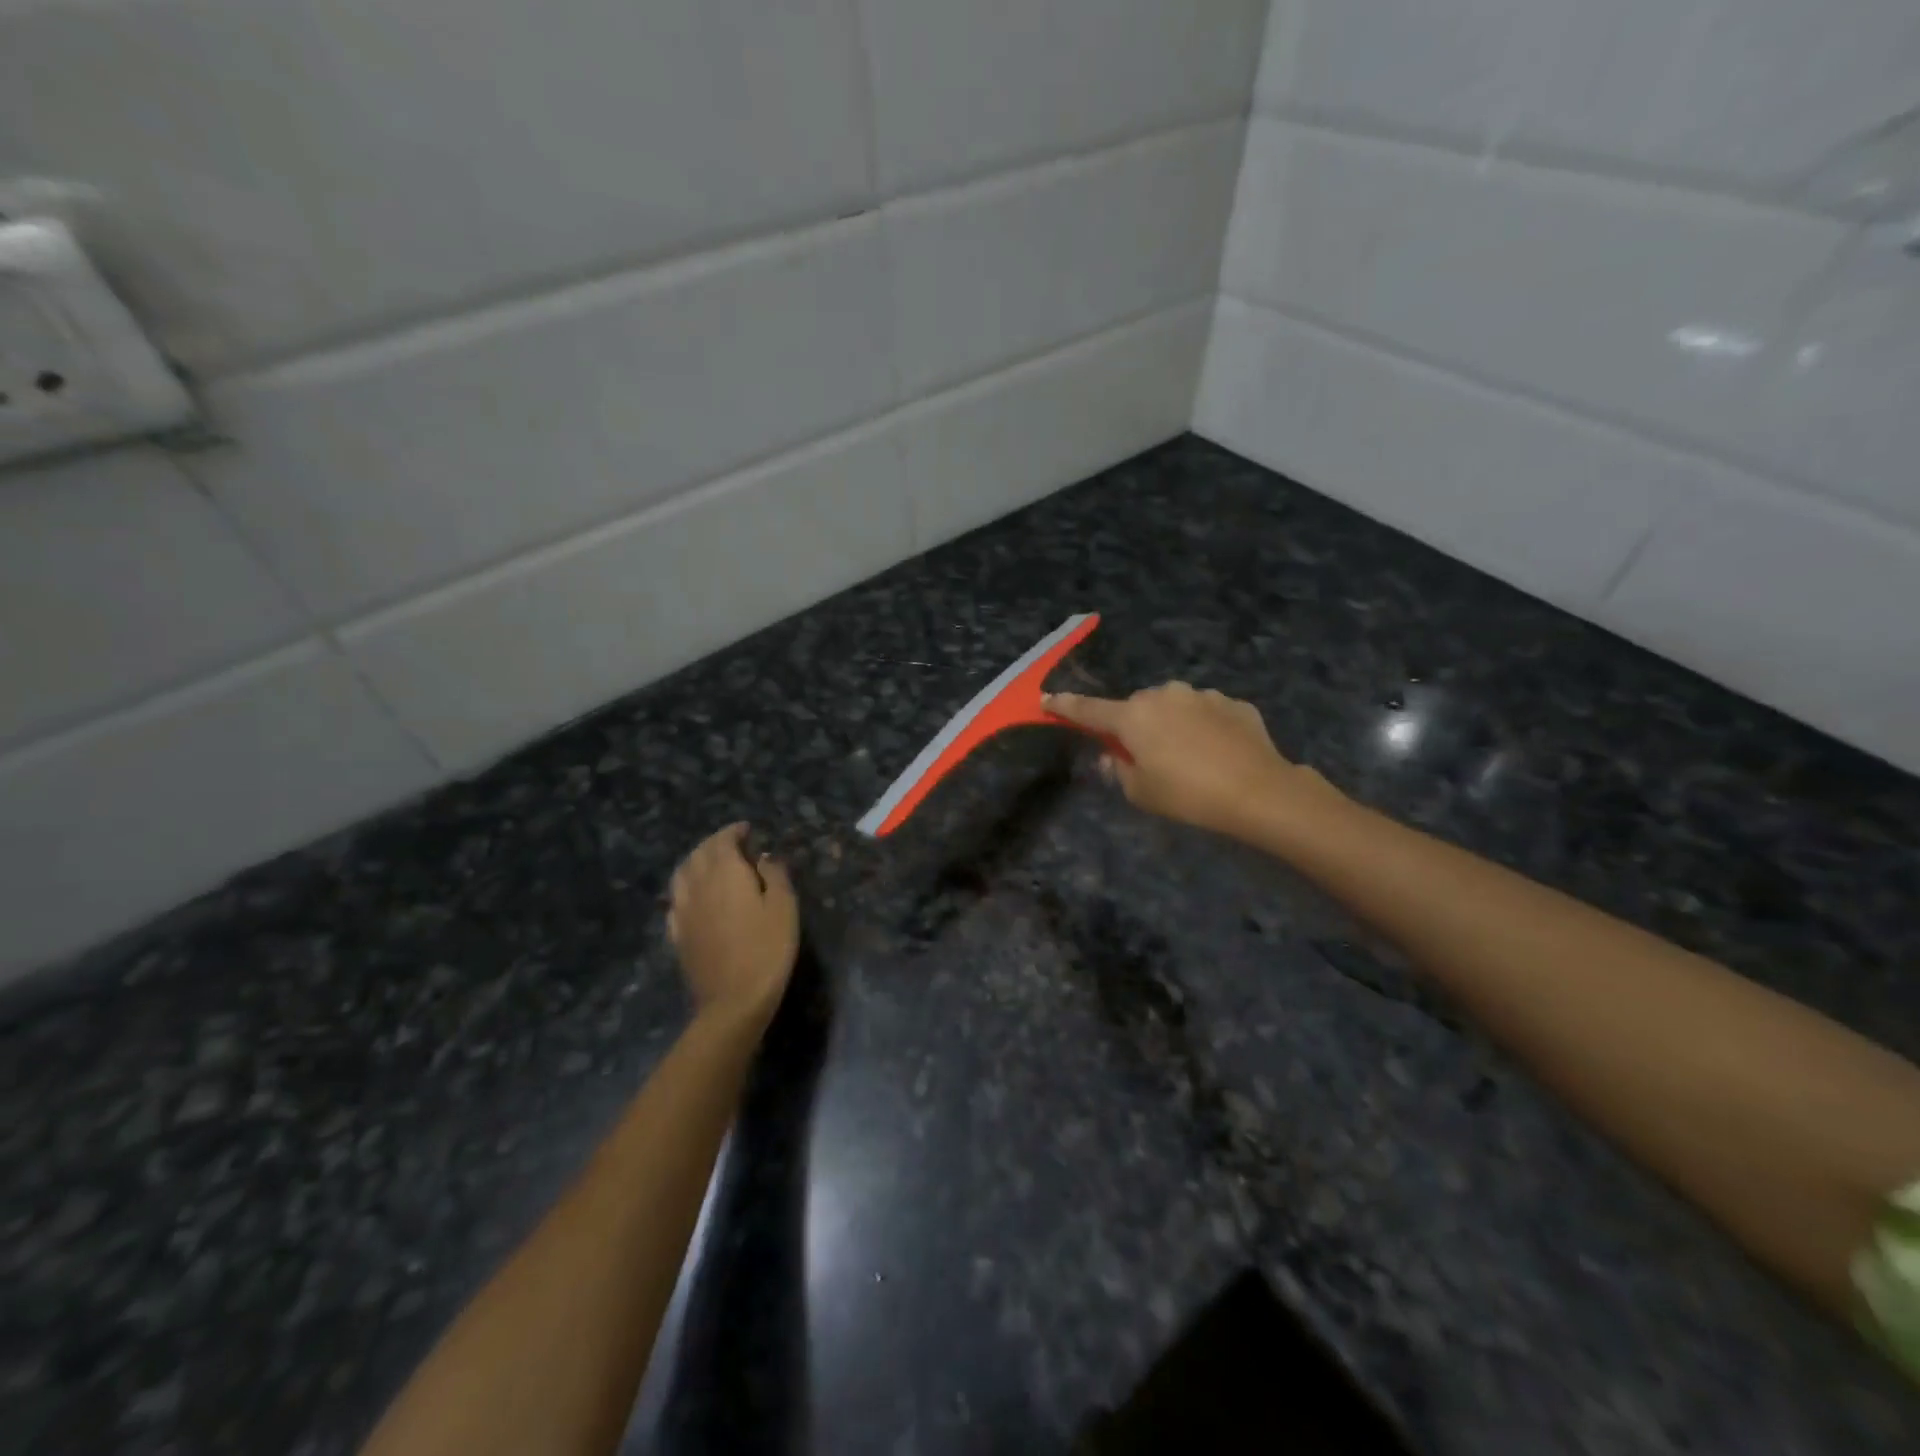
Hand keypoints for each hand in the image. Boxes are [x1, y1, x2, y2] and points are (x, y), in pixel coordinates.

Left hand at [667, 823, 798, 1021]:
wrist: (733, 1001)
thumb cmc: (767, 949)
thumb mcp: (784, 907)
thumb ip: (774, 874)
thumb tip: (763, 857)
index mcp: (725, 873)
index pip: (722, 841)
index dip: (734, 832)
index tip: (747, 830)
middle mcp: (698, 885)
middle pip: (699, 854)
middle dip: (714, 843)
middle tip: (733, 844)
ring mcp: (683, 911)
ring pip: (682, 874)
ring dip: (696, 861)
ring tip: (711, 864)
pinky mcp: (677, 934)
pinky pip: (676, 900)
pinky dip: (686, 888)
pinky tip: (695, 897)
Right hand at [1046, 683, 1340, 837]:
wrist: (1259, 791)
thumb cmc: (1188, 795)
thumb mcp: (1141, 793)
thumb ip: (1118, 771)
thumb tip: (1112, 756)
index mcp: (1133, 716)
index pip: (1088, 710)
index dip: (1065, 707)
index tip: (1047, 700)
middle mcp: (1164, 695)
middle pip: (1136, 708)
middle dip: (1135, 726)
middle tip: (1146, 757)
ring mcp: (1201, 695)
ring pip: (1174, 707)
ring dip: (1172, 724)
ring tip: (1190, 758)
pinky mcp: (1233, 703)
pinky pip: (1206, 713)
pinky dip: (1204, 728)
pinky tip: (1218, 753)